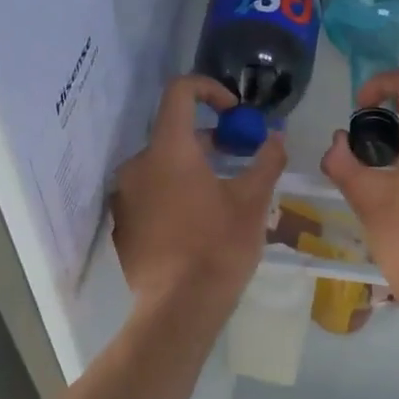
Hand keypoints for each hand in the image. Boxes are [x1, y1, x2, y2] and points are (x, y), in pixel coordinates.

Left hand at [110, 75, 285, 315]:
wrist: (178, 308)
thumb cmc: (219, 246)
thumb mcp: (252, 201)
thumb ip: (266, 161)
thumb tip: (276, 138)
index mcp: (168, 149)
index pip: (180, 92)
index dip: (209, 89)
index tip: (234, 112)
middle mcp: (137, 165)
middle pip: (173, 133)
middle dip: (208, 139)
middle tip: (238, 158)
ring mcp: (124, 197)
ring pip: (161, 166)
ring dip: (191, 168)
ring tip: (221, 194)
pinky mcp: (121, 225)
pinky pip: (149, 195)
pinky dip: (172, 195)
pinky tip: (196, 224)